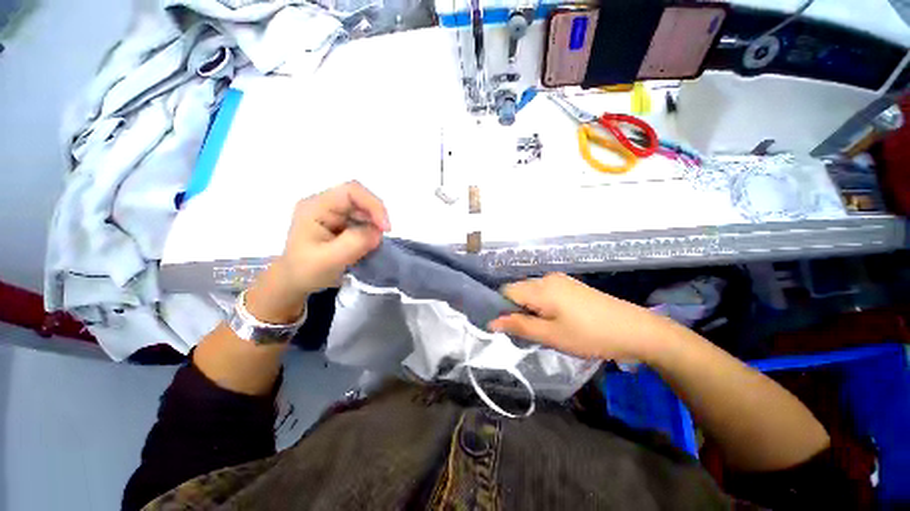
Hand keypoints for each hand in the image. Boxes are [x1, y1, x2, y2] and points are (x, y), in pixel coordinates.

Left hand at [246, 181, 389, 323]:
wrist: (293, 281)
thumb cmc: (306, 271)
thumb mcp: (329, 260)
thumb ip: (355, 243)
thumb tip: (378, 231)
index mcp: (316, 207)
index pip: (351, 192)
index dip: (373, 205)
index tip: (384, 228)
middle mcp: (325, 204)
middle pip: (360, 199)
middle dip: (376, 216)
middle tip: (382, 237)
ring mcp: (333, 212)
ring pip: (363, 209)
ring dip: (374, 225)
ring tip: (373, 244)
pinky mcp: (340, 222)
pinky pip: (363, 219)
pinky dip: (371, 230)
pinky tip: (369, 244)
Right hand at [488, 273, 678, 361]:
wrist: (636, 330)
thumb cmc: (590, 335)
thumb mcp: (551, 335)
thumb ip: (519, 326)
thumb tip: (491, 322)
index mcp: (540, 288)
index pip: (506, 292)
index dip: (502, 309)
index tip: (507, 329)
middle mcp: (547, 278)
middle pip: (519, 291)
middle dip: (517, 311)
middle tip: (528, 334)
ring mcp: (561, 281)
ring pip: (532, 293)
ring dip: (530, 310)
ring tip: (543, 330)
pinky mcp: (571, 286)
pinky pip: (545, 293)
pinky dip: (542, 307)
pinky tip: (556, 321)